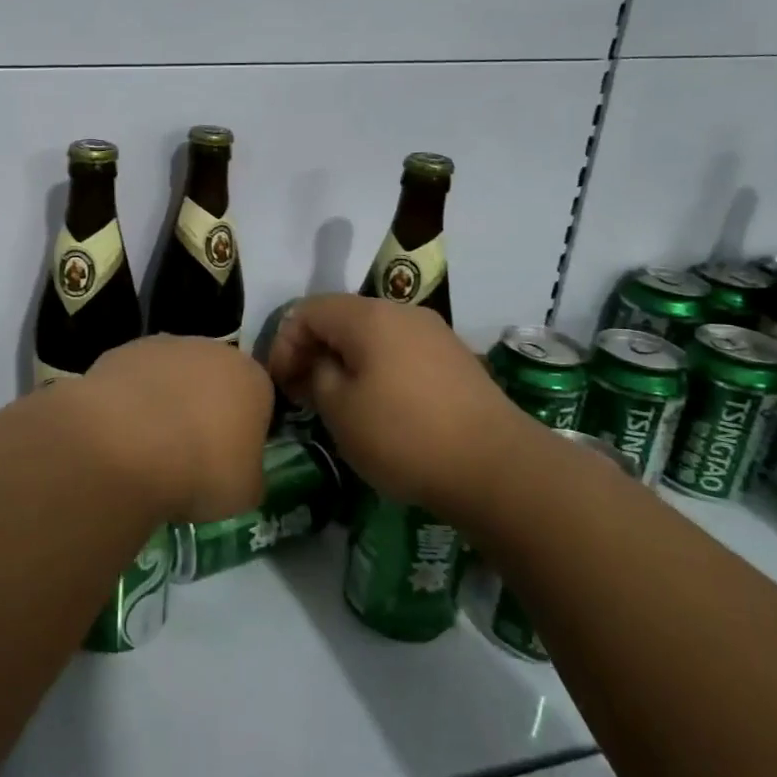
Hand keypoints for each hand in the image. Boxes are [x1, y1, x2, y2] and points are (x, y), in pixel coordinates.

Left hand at [74, 336, 272, 523]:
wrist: (127, 447)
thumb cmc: (202, 470)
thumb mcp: (246, 492)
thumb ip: (249, 474)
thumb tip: (240, 472)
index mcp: (251, 377)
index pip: (258, 400)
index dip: (244, 432)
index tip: (229, 461)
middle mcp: (210, 349)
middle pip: (213, 380)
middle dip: (204, 410)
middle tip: (189, 454)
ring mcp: (161, 346)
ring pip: (170, 376)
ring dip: (164, 402)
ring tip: (148, 448)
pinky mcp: (119, 352)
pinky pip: (132, 381)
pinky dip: (128, 403)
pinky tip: (118, 435)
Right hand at [267, 294, 536, 517]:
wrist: (496, 467)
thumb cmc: (404, 436)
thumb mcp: (340, 410)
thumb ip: (316, 375)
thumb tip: (320, 364)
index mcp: (368, 316)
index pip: (307, 310)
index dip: (284, 343)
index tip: (280, 384)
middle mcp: (402, 312)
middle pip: (341, 318)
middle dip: (314, 351)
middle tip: (302, 394)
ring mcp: (434, 333)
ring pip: (372, 335)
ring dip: (346, 361)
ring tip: (338, 402)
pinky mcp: (456, 359)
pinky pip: (401, 351)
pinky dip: (378, 370)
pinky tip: (380, 406)